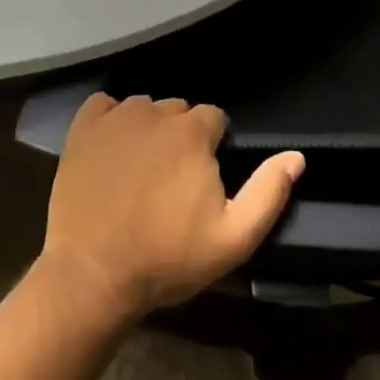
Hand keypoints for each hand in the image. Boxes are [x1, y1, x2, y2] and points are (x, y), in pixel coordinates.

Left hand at [41, 93, 304, 323]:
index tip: (202, 178)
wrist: (93, 272)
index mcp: (192, 132)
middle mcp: (154, 112)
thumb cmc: (167, 258)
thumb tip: (296, 156)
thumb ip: (268, 192)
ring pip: (143, 108)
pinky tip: (110, 150)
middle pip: (178, 111)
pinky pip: (104, 106)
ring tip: (141, 169)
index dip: (213, 146)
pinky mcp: (83, 127)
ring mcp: (115, 117)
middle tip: (172, 180)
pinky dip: (110, 120)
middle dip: (182, 136)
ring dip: (148, 128)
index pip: (214, 118)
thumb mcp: (233, 239)